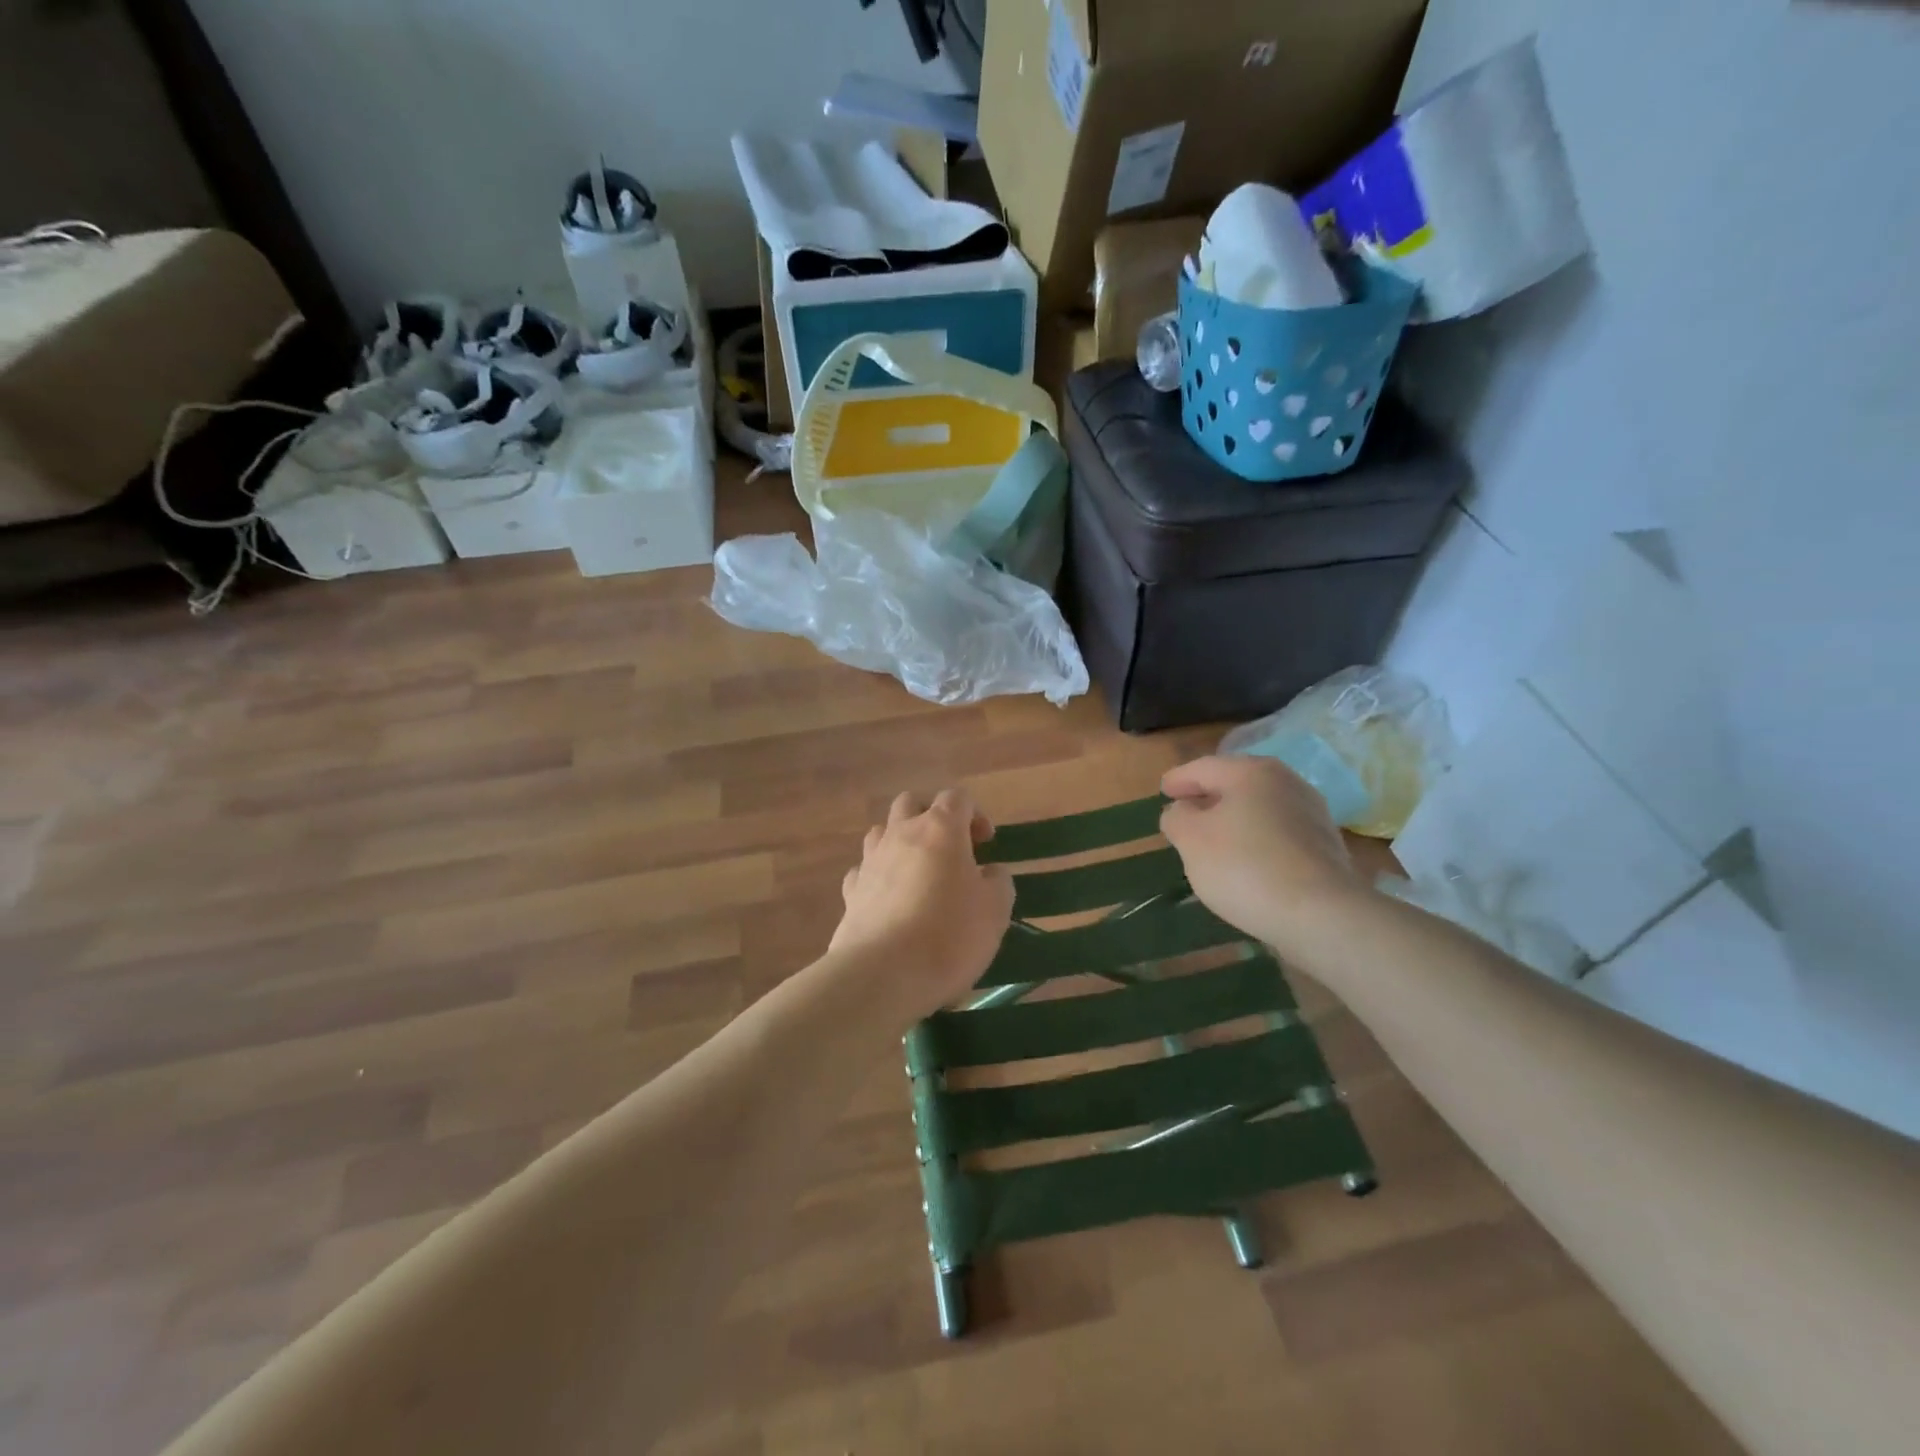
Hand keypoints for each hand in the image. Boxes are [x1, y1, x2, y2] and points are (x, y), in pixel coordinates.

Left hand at [828, 789, 1014, 1021]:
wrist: (884, 974)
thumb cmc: (949, 935)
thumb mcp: (995, 910)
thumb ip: (997, 882)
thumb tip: (989, 872)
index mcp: (940, 829)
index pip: (957, 798)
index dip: (975, 814)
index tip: (986, 843)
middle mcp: (901, 834)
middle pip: (911, 803)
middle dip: (931, 816)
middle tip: (950, 849)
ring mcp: (870, 861)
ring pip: (882, 831)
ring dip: (901, 841)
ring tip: (919, 872)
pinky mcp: (851, 891)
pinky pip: (864, 869)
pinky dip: (879, 875)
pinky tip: (891, 899)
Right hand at [1160, 755, 1364, 945]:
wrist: (1321, 915)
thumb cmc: (1245, 867)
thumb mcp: (1191, 840)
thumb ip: (1177, 817)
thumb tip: (1182, 810)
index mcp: (1251, 772)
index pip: (1203, 767)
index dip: (1178, 779)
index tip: (1163, 791)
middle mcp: (1285, 782)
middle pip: (1235, 783)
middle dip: (1208, 797)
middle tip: (1185, 812)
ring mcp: (1311, 812)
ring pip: (1259, 807)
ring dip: (1233, 819)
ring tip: (1212, 840)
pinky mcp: (1324, 845)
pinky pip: (1277, 832)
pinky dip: (1256, 839)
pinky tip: (1245, 861)